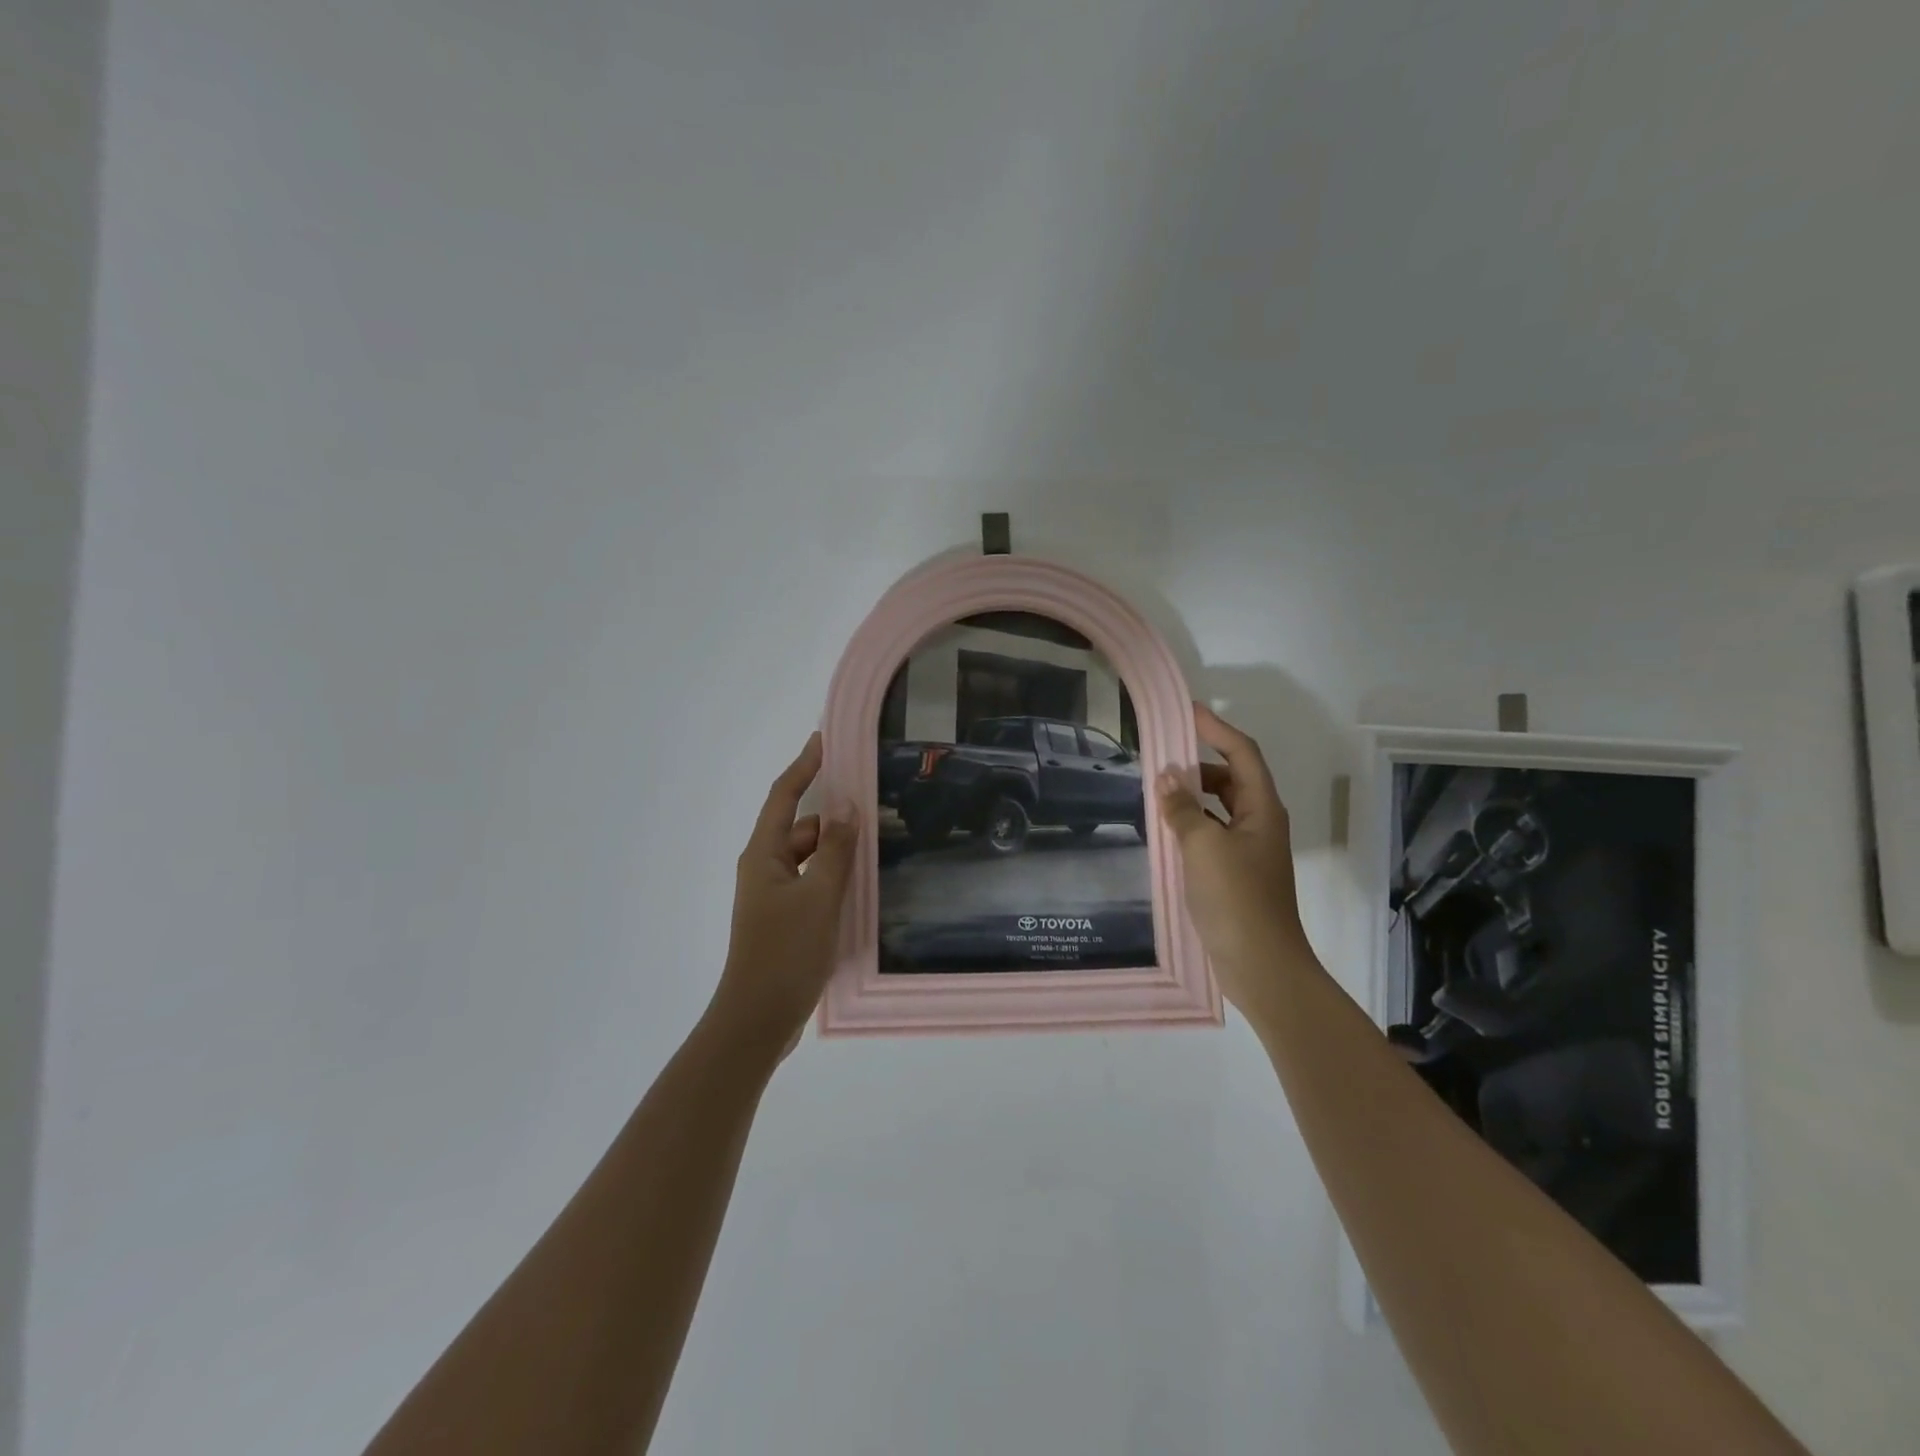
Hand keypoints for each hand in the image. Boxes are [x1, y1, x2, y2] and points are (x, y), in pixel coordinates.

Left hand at [707, 732, 858, 1056]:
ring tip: (877, 842)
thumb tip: (847, 805)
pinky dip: (834, 876)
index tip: (824, 739)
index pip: (784, 797)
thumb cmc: (785, 953)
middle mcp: (765, 869)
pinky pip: (813, 883)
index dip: (803, 766)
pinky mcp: (786, 919)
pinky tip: (863, 884)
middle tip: (873, 803)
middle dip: (832, 815)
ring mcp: (775, 896)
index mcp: (763, 855)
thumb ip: (836, 851)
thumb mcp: (819, 897)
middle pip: (800, 827)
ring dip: (837, 849)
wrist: (757, 1020)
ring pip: (809, 858)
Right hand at [1156, 703, 1312, 1019]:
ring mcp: (1249, 850)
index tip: (1186, 712)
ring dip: (1192, 796)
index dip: (1216, 729)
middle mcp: (1260, 822)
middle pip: (1231, 778)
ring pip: (1220, 808)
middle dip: (1199, 764)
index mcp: (1262, 808)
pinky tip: (1166, 831)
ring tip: (1157, 792)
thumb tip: (1166, 776)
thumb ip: (1183, 808)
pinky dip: (1191, 824)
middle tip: (1161, 757)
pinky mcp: (1235, 874)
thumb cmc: (1236, 898)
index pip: (1241, 753)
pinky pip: (1211, 834)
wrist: (1261, 964)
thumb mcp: (1203, 846)